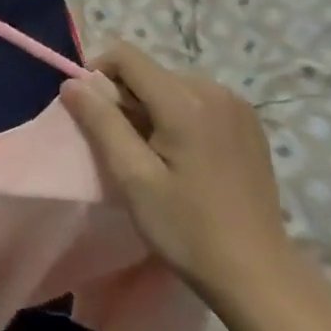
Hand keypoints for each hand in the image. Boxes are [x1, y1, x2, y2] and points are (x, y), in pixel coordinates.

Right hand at [60, 44, 290, 300]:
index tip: (92, 114)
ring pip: (173, 86)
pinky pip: (199, 101)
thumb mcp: (133, 178)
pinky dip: (180, 116)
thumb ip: (101, 123)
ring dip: (152, 108)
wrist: (258, 274)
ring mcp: (238, 106)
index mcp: (185, 101)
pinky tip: (185, 157)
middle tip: (124, 147)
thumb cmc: (187, 229)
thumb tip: (72, 83)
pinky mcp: (250, 123)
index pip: (126, 56)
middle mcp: (215, 90)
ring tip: (154, 155)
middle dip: (126, 98)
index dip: (98, 74)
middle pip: (151, 71)